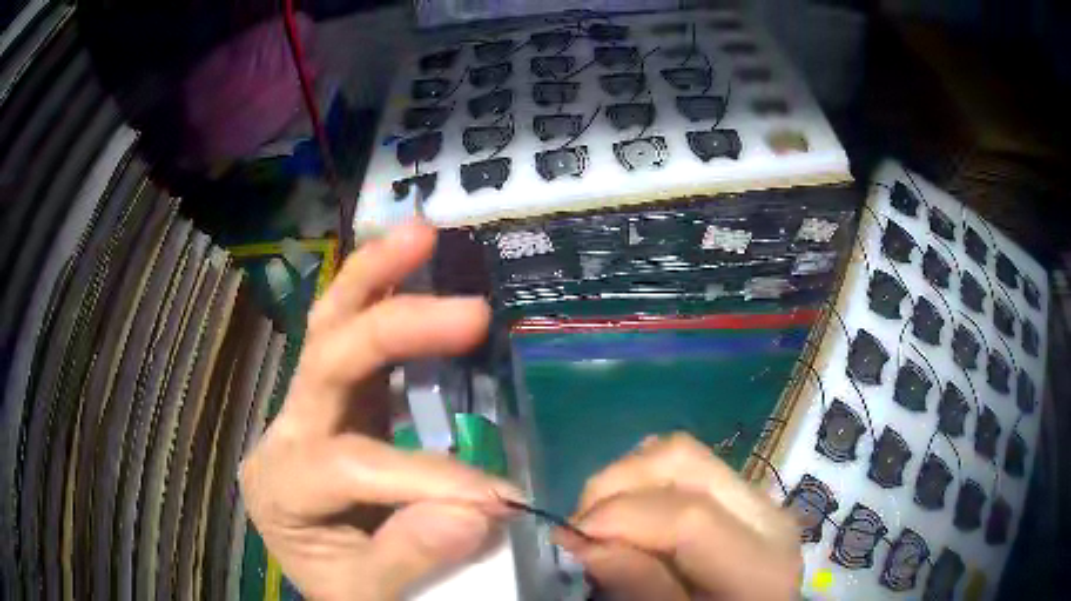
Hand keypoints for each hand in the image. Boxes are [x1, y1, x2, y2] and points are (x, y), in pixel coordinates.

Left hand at [239, 223, 518, 600]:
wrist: (335, 578)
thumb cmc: (346, 585)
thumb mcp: (368, 593)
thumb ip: (407, 558)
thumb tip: (474, 513)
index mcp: (279, 487)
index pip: (348, 465)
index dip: (424, 479)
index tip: (500, 503)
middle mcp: (284, 434)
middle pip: (325, 360)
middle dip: (395, 329)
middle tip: (470, 311)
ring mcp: (306, 408)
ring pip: (329, 325)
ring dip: (375, 276)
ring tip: (421, 234)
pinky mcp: (338, 400)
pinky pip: (350, 334)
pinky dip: (379, 294)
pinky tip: (409, 264)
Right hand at [558, 434, 801, 600]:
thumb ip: (640, 587)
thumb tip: (585, 541)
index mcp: (759, 562)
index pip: (689, 518)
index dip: (619, 518)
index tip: (569, 535)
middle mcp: (766, 514)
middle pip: (683, 460)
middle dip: (615, 481)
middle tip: (581, 524)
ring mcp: (756, 497)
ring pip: (682, 453)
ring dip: (627, 477)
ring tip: (602, 520)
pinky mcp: (741, 495)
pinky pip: (689, 466)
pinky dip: (646, 481)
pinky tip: (631, 515)